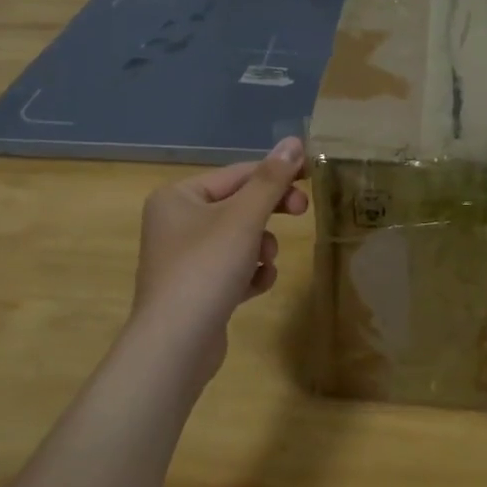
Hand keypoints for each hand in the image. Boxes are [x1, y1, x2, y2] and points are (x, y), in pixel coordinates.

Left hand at [125, 137, 308, 385]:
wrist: (175, 345)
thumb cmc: (206, 269)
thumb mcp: (244, 218)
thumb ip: (271, 179)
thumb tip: (293, 141)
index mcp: (178, 197)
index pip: (237, 174)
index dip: (276, 173)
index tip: (311, 178)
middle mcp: (176, 222)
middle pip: (238, 205)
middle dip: (269, 213)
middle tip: (302, 211)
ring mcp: (184, 258)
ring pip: (239, 238)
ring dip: (260, 247)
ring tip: (264, 262)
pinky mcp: (196, 289)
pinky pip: (232, 268)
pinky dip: (250, 273)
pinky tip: (255, 286)